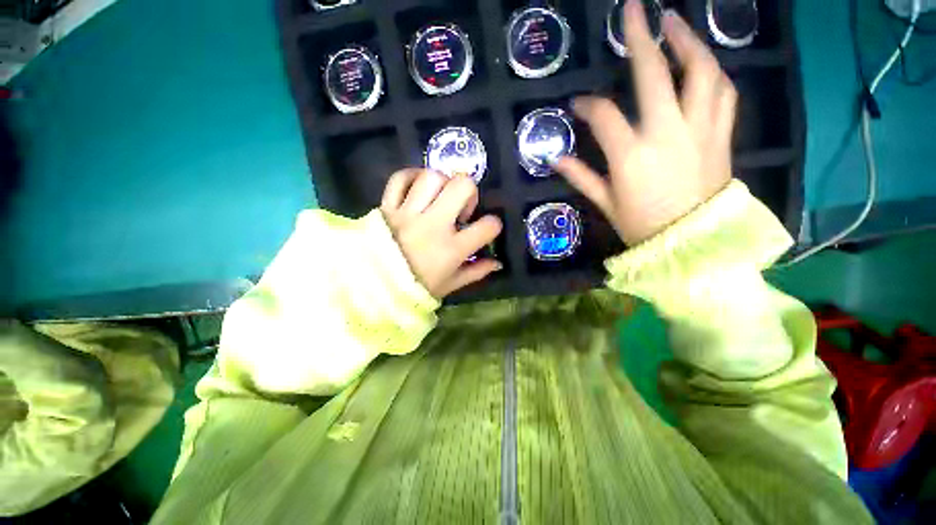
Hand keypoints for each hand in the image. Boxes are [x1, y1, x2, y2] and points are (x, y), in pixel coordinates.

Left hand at [380, 169, 502, 298]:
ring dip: (442, 184)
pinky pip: (399, 178)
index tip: (486, 229)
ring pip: (432, 176)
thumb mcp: (451, 284)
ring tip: (439, 198)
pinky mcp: (387, 206)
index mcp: (452, 249)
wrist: (374, 287)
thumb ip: (476, 272)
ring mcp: (408, 213)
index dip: (493, 225)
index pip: (488, 226)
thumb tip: (497, 263)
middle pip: (462, 185)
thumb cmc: (417, 286)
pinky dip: (411, 177)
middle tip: (461, 207)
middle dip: (469, 192)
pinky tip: (418, 188)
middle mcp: (433, 225)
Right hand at [555, 0, 735, 245]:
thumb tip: (554, 159)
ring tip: (675, 24)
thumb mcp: (606, 203)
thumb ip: (580, 176)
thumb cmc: (643, 225)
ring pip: (701, 71)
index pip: (603, 115)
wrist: (693, 242)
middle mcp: (667, 132)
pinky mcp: (721, 134)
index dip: (587, 106)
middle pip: (654, 73)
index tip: (578, 105)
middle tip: (634, 10)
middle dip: (641, 37)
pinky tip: (703, 62)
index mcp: (631, 155)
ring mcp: (699, 129)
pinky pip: (723, 92)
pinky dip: (713, 72)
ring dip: (688, 42)